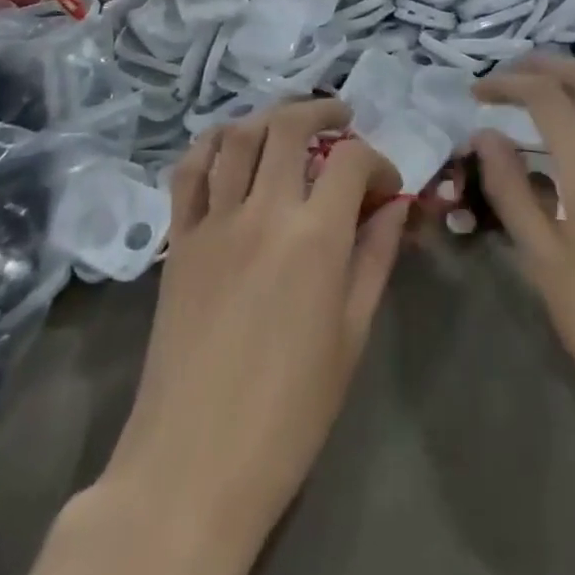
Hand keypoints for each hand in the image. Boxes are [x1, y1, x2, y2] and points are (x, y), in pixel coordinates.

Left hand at [45, 99, 404, 574]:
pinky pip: (189, 171)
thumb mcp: (351, 336)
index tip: (385, 184)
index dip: (375, 159)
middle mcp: (263, 211)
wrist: (194, 464)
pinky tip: (229, 143)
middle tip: (340, 117)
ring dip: (268, 117)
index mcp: (315, 237)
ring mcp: (214, 221)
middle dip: (322, 111)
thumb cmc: (289, 412)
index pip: (350, 161)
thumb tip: (395, 205)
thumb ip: (375, 258)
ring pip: (238, 137)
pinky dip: (210, 144)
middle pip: (290, 127)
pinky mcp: (178, 239)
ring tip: (289, 122)